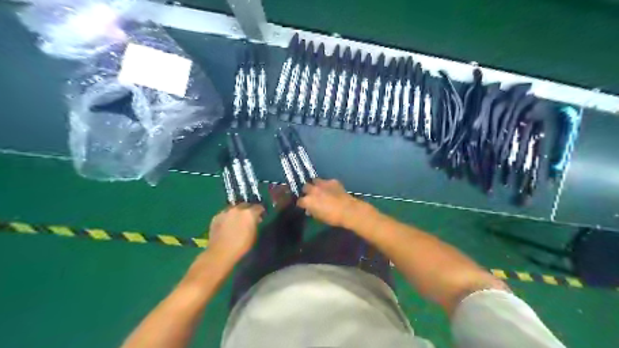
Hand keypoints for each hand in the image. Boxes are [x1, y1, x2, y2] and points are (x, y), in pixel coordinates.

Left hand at [210, 204, 263, 260]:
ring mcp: (225, 212)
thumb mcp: (254, 235)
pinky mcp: (216, 217)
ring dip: (237, 213)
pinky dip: (227, 217)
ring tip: (236, 221)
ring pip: (234, 209)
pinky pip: (225, 214)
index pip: (258, 207)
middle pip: (245, 205)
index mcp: (249, 213)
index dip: (260, 211)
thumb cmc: (241, 246)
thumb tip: (256, 219)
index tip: (260, 216)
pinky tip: (227, 225)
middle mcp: (237, 209)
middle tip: (248, 217)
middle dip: (248, 210)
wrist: (221, 252)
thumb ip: (255, 224)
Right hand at [296, 179, 360, 227]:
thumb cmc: (332, 218)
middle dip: (307, 191)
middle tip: (312, 196)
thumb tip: (310, 210)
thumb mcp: (319, 217)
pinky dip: (328, 185)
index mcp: (307, 200)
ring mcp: (322, 184)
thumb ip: (312, 211)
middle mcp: (313, 190)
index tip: (304, 206)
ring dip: (316, 185)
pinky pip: (327, 181)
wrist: (348, 210)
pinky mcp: (332, 181)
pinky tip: (332, 189)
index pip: (299, 201)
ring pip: (315, 181)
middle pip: (305, 187)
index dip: (302, 204)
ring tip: (320, 189)